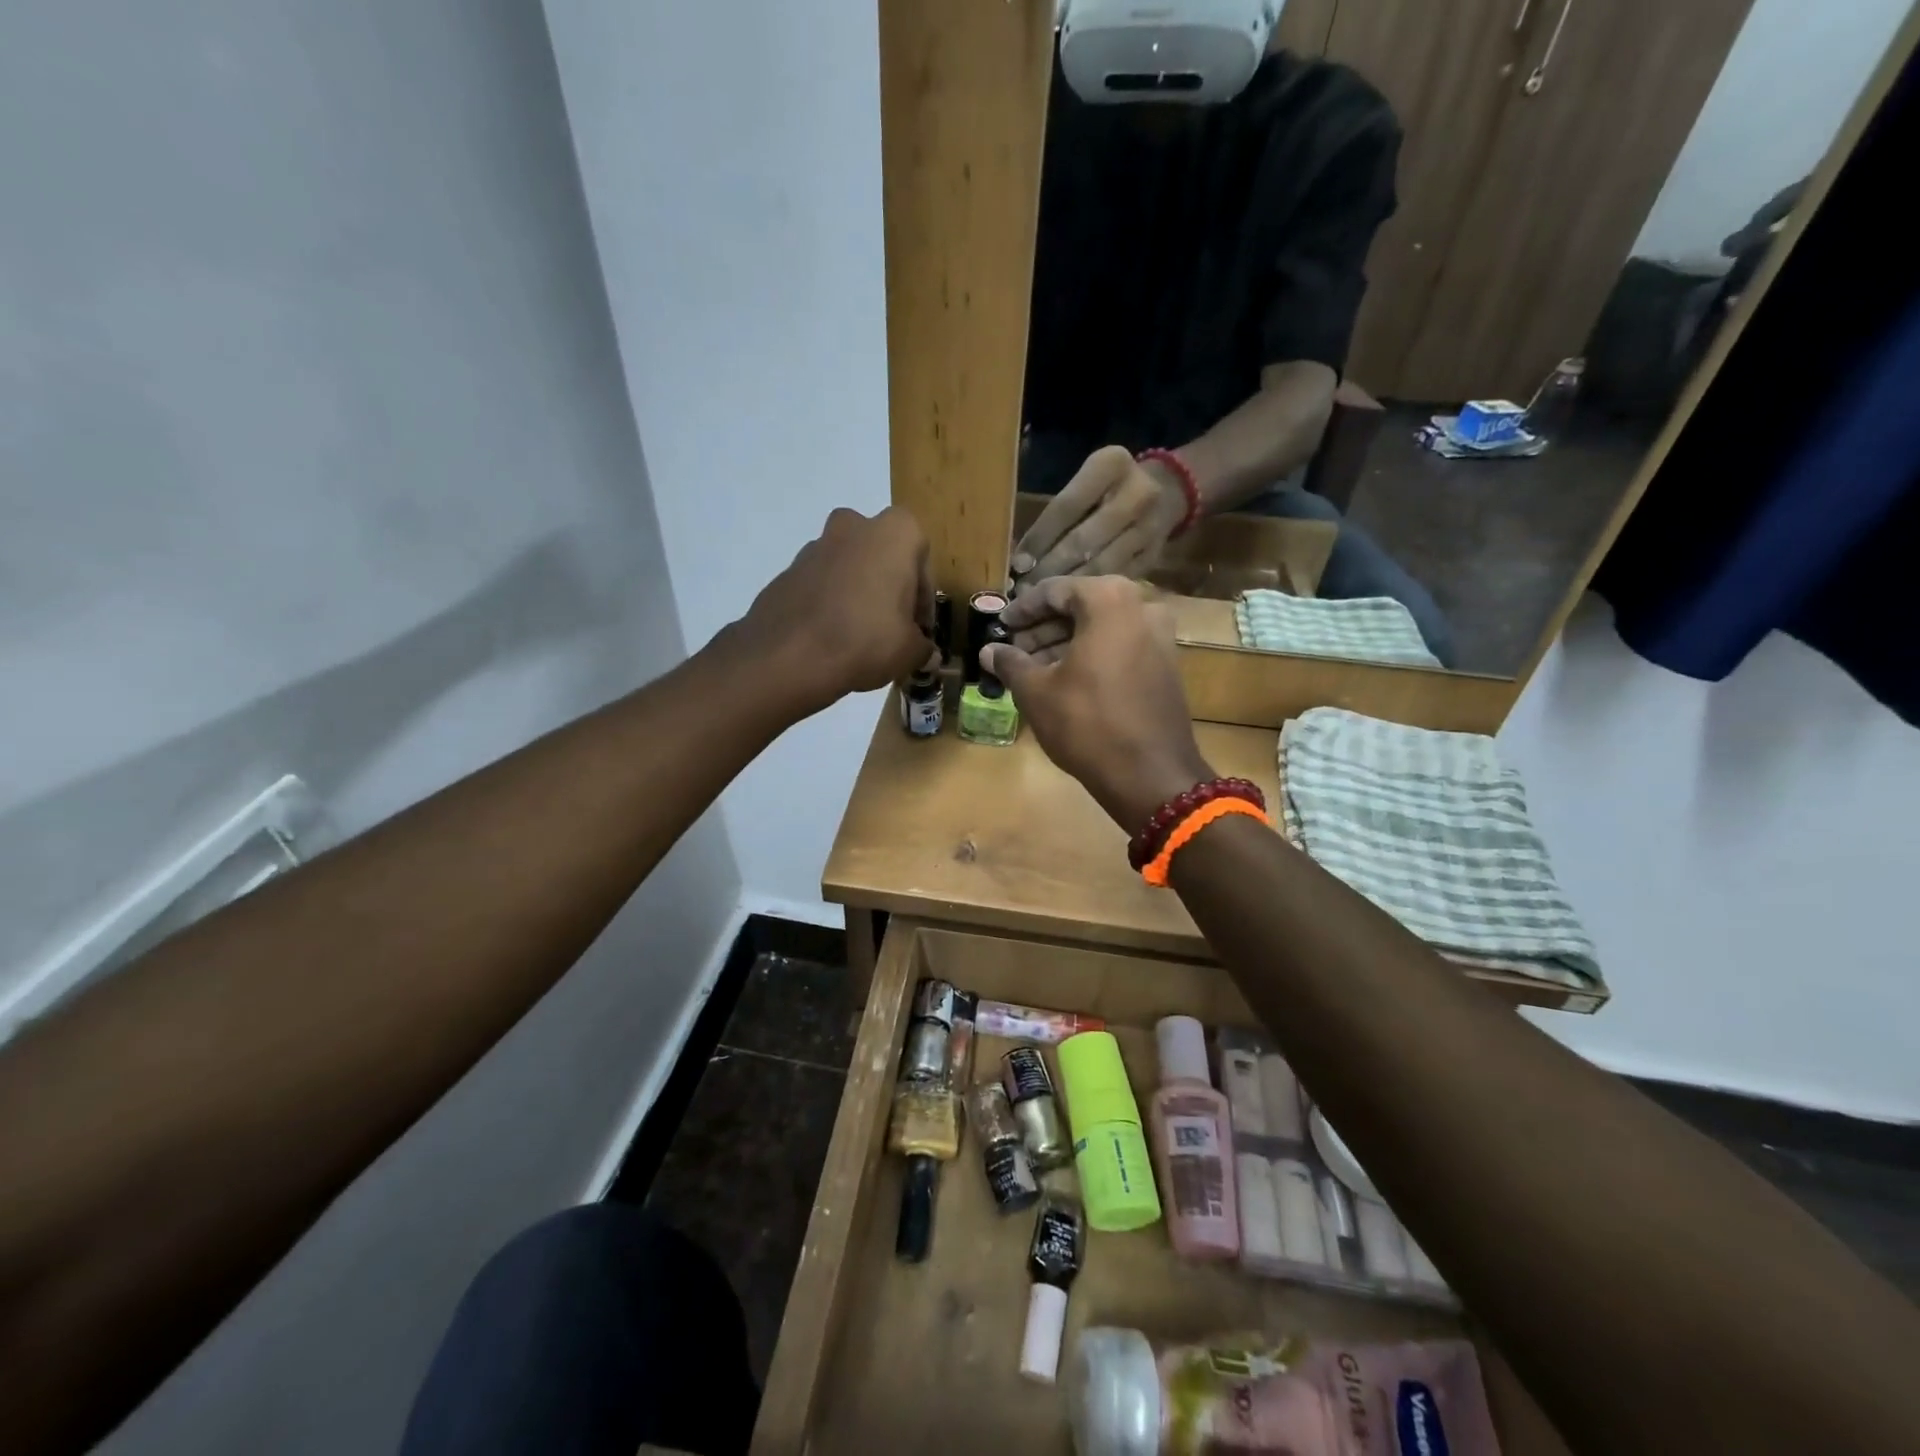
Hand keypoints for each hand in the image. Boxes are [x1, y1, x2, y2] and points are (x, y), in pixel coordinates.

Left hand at [737, 507, 937, 713]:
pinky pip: (821, 584)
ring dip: (859, 593)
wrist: (788, 655)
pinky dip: (830, 603)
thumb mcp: (911, 651)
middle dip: (889, 588)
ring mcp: (815, 546)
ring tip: (860, 636)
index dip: (923, 600)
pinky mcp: (788, 570)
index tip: (919, 629)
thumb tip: (927, 654)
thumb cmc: (866, 639)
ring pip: (849, 567)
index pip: (922, 562)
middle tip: (892, 627)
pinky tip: (832, 638)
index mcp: (894, 533)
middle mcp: (854, 526)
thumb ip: (924, 647)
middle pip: (883, 557)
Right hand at [982, 576, 1212, 831]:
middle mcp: (1142, 607)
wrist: (1150, 774)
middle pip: (1081, 607)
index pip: (1055, 591)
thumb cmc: (1087, 723)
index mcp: (1109, 600)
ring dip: (1066, 643)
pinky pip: (1121, 648)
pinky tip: (1066, 681)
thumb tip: (989, 651)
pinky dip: (1092, 656)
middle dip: (1045, 628)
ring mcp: (1161, 637)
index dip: (1022, 610)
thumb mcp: (1036, 691)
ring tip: (1034, 668)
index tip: (1001, 626)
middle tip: (1015, 649)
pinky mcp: (1167, 666)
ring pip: (1102, 629)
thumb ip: (1010, 662)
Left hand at [1010, 445, 1188, 587]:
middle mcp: (1137, 493)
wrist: (1167, 491)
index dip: (1039, 539)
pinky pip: (1114, 580)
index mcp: (1112, 465)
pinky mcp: (1153, 556)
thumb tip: (1022, 559)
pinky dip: (1089, 593)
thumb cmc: (1107, 489)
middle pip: (1083, 540)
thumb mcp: (1086, 482)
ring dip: (1067, 587)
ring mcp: (1150, 527)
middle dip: (1050, 569)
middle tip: (1024, 591)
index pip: (1066, 507)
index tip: (1018, 564)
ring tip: (1040, 602)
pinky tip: (1068, 606)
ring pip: (1100, 565)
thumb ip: (1058, 514)